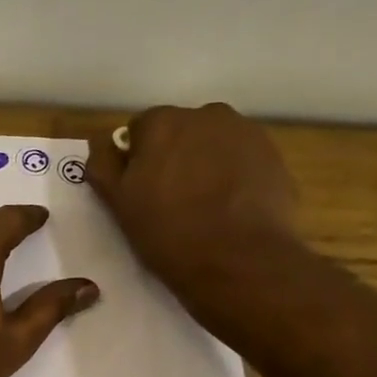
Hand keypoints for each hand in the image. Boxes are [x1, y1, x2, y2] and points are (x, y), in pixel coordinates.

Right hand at [85, 104, 300, 307]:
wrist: (239, 261)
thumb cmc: (167, 232)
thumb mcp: (118, 203)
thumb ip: (103, 164)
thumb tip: (105, 143)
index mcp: (162, 122)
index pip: (139, 130)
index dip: (136, 160)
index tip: (141, 190)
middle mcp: (206, 115)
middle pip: (180, 131)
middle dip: (173, 156)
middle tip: (171, 199)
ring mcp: (245, 133)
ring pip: (213, 144)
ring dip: (204, 164)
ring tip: (204, 205)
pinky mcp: (274, 155)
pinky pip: (242, 159)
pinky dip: (234, 175)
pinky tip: (230, 208)